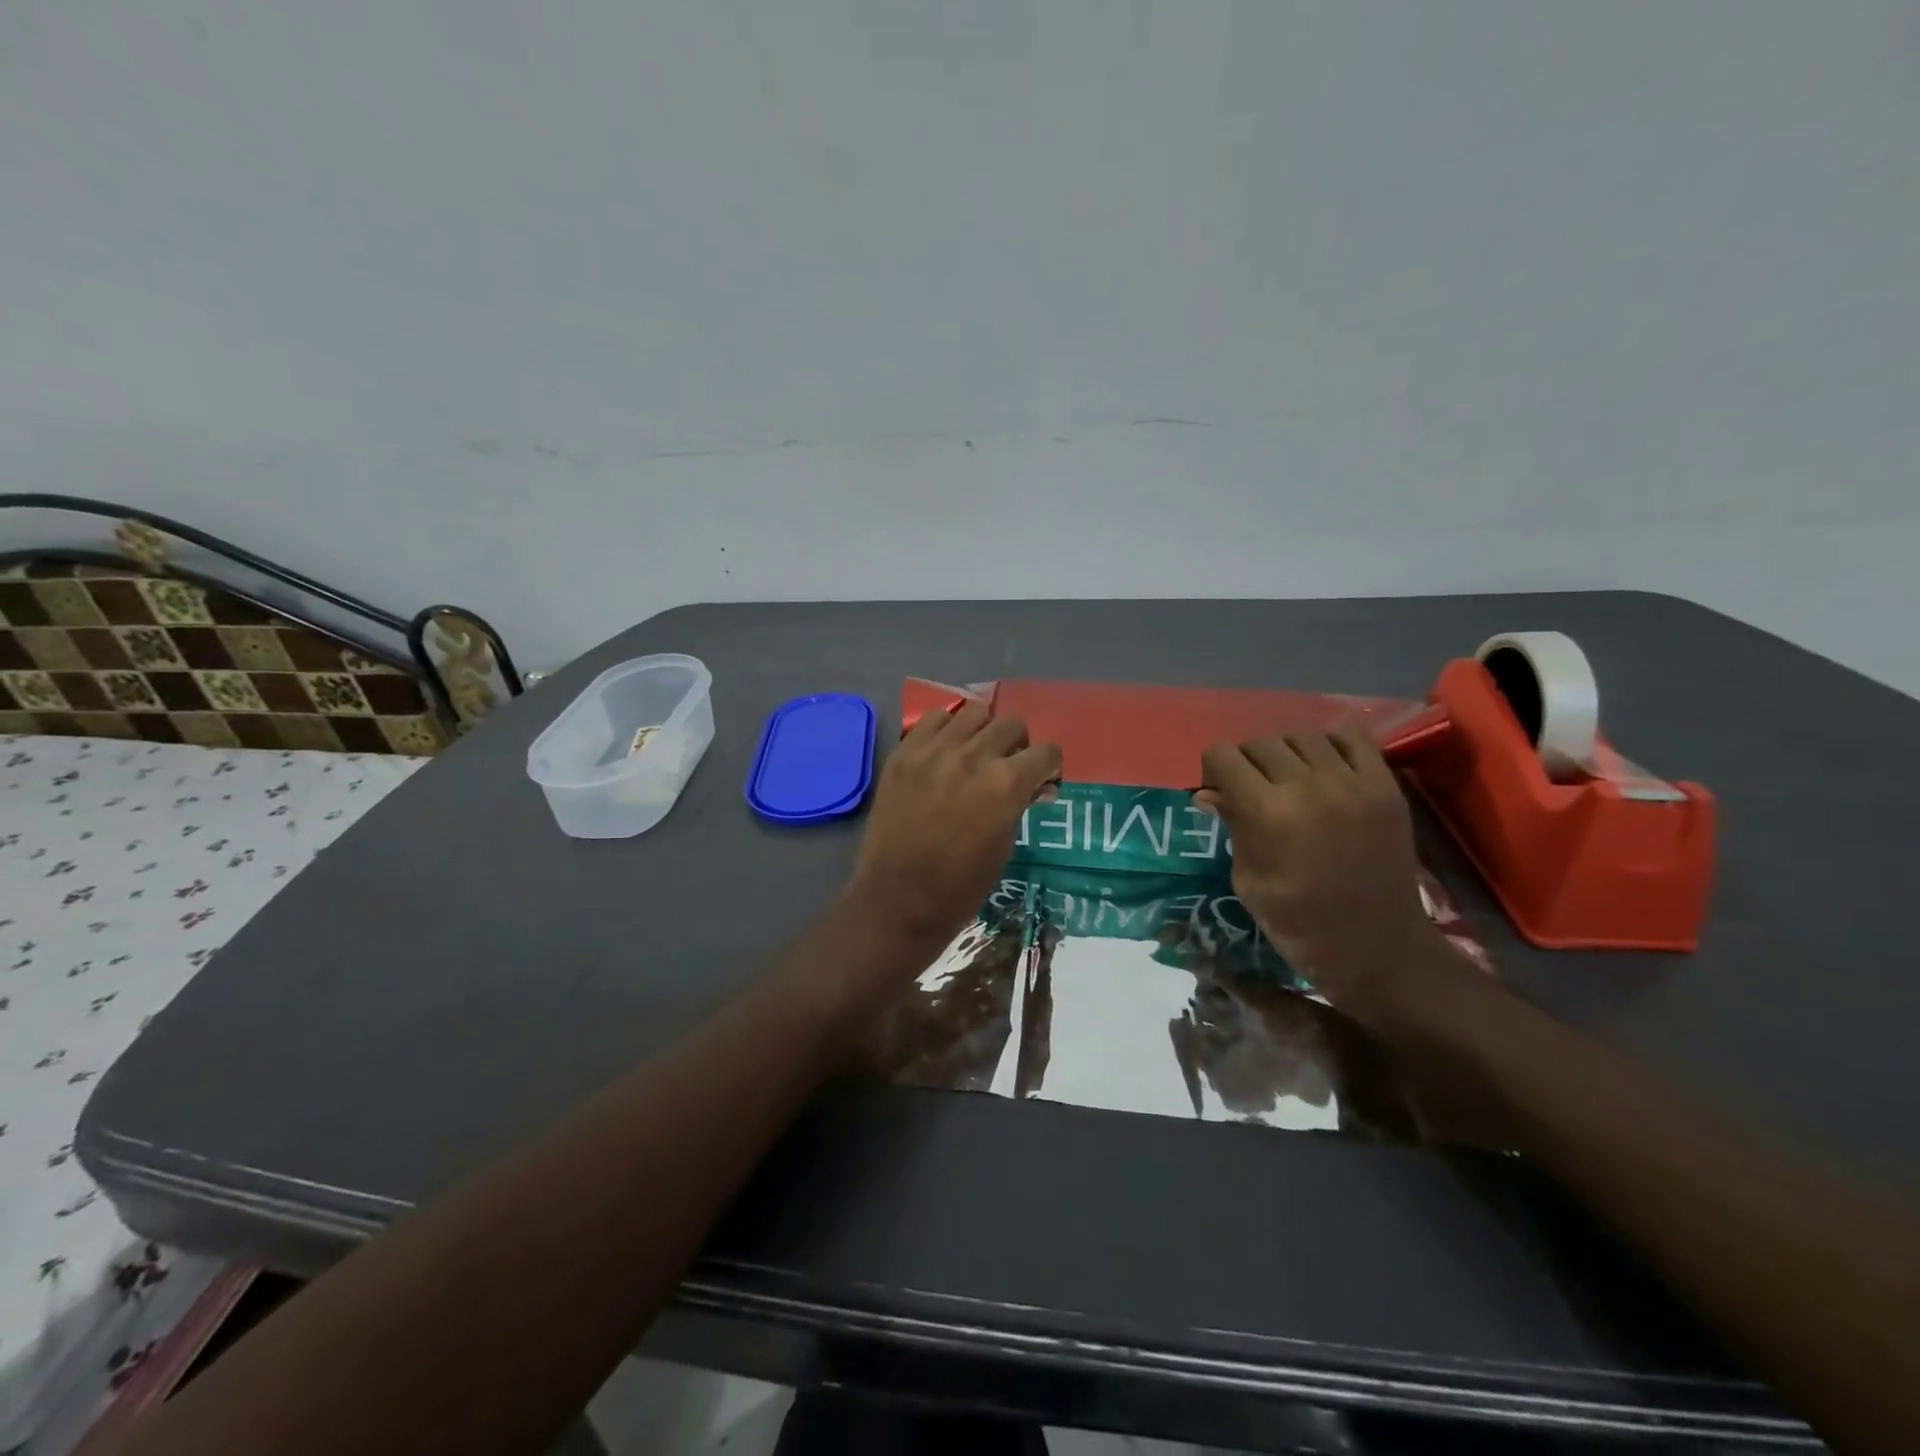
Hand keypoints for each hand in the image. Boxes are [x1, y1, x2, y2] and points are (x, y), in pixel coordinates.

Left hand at [849, 700, 1061, 952]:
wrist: (897, 899)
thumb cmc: (960, 886)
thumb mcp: (1005, 846)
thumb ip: (1020, 805)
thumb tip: (1036, 786)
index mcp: (1006, 784)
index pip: (1046, 751)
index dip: (1049, 767)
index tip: (1041, 780)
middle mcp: (973, 756)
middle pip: (1012, 724)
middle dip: (1019, 745)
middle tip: (1008, 768)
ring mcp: (934, 750)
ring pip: (974, 712)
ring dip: (983, 731)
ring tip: (975, 754)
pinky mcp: (904, 753)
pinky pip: (933, 719)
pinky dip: (947, 730)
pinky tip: (945, 752)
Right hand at [1197, 729, 1454, 1026]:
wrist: (1376, 947)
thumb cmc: (1298, 922)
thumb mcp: (1248, 880)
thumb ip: (1232, 827)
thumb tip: (1208, 793)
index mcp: (1267, 812)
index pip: (1223, 755)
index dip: (1214, 768)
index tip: (1219, 789)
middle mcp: (1308, 786)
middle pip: (1261, 742)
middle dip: (1246, 761)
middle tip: (1252, 789)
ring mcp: (1352, 783)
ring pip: (1302, 736)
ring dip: (1287, 753)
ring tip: (1291, 780)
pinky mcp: (1385, 787)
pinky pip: (1353, 738)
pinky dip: (1332, 745)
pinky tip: (1326, 769)